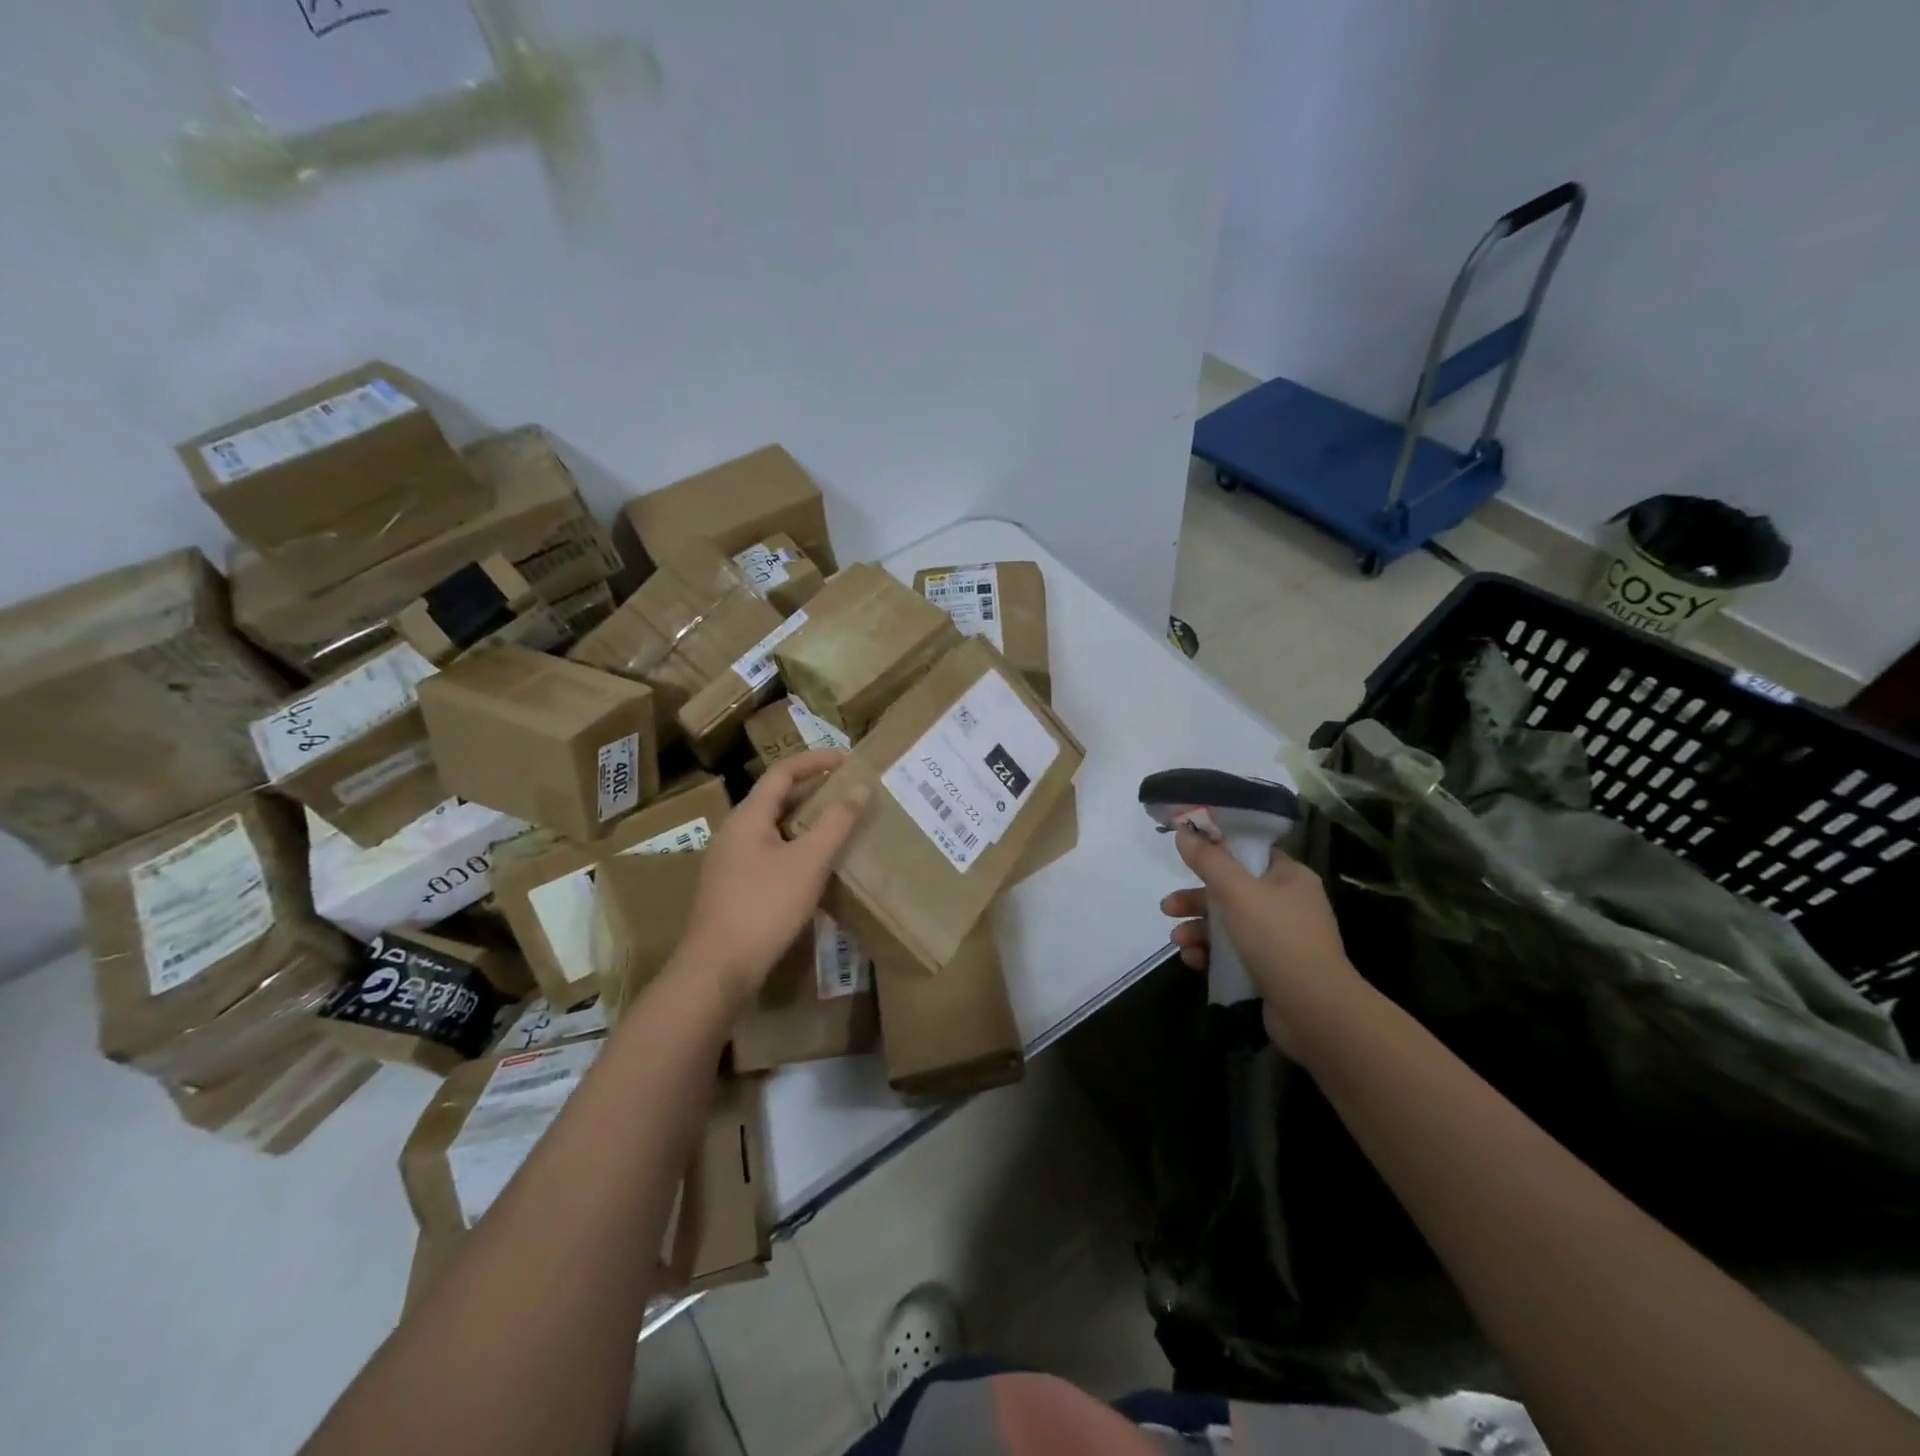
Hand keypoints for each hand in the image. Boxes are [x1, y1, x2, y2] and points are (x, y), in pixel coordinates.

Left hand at [676, 749, 870, 1004]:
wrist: (717, 968)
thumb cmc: (764, 907)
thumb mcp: (809, 862)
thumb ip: (836, 823)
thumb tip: (860, 787)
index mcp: (748, 816)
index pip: (782, 772)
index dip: (815, 761)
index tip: (848, 759)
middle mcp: (734, 831)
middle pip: (776, 798)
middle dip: (813, 790)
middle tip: (849, 790)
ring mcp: (730, 860)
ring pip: (773, 827)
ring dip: (806, 820)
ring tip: (838, 823)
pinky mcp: (733, 886)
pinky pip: (769, 851)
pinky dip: (796, 845)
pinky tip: (815, 864)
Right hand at [1160, 826, 1360, 1047]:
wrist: (1314, 1011)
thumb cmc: (1278, 939)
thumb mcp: (1237, 892)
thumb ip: (1208, 861)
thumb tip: (1183, 831)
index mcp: (1289, 877)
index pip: (1251, 852)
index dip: (1218, 851)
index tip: (1186, 856)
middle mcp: (1288, 903)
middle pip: (1232, 890)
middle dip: (1196, 900)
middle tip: (1168, 908)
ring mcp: (1280, 938)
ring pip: (1229, 923)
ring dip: (1198, 930)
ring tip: (1177, 942)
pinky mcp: (1271, 968)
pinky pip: (1233, 952)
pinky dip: (1211, 954)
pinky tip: (1193, 961)